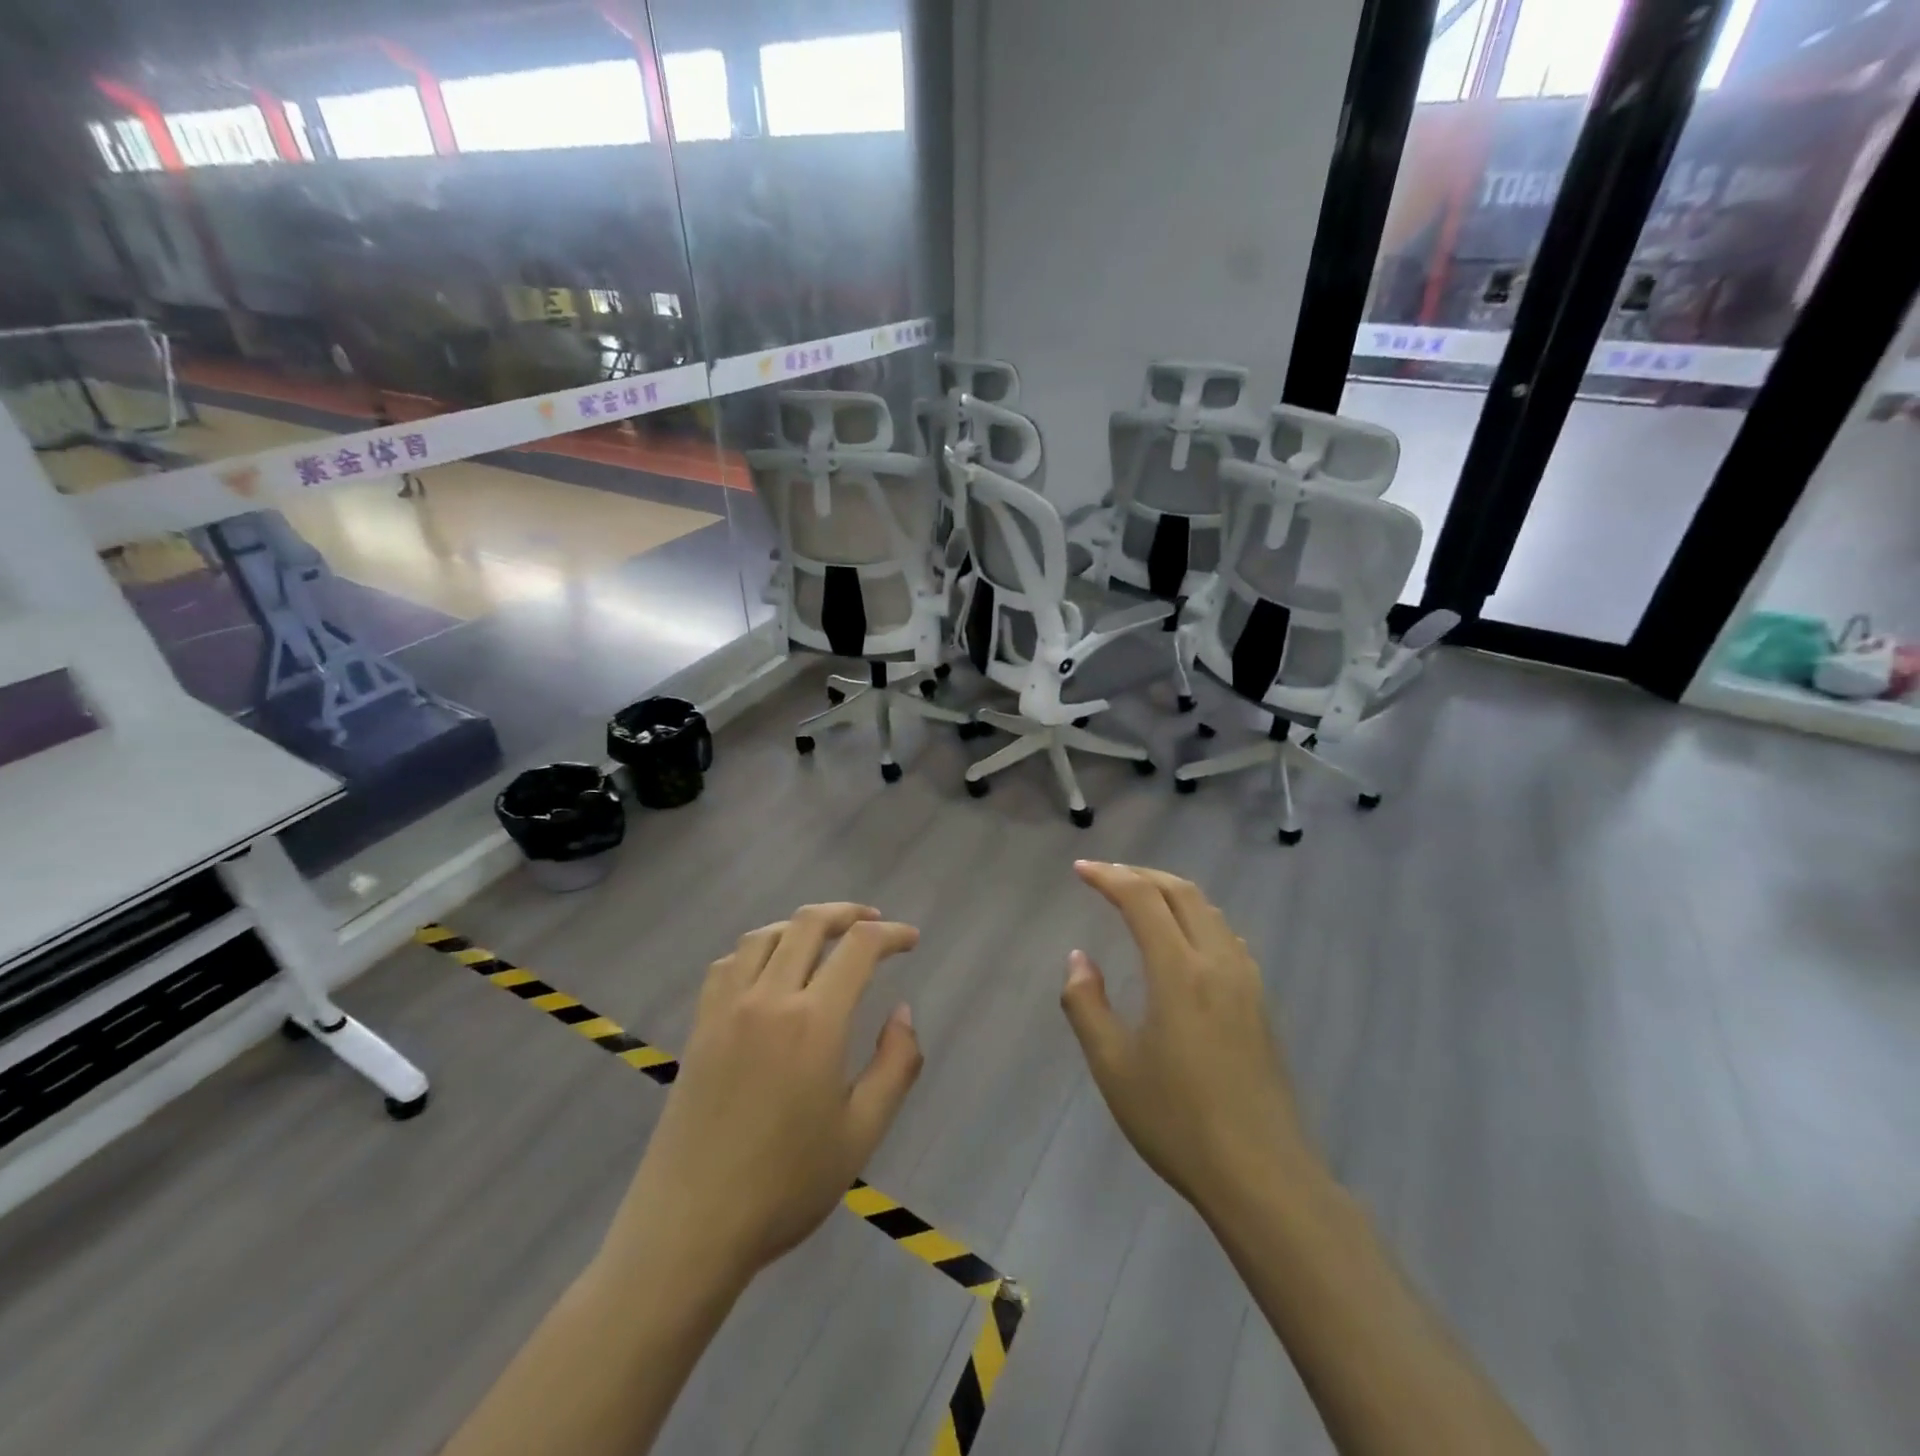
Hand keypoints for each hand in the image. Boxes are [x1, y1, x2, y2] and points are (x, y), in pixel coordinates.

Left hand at [607, 903, 922, 1286]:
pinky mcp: (700, 1027)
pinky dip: (756, 949)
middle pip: (808, 924)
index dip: (890, 934)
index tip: (910, 940)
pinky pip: (727, 963)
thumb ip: (896, 1064)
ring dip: (800, 925)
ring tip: (824, 938)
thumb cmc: (786, 1185)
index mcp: (814, 1021)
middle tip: (874, 923)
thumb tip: (902, 1012)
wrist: (691, 1227)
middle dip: (847, 913)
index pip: (858, 948)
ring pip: (764, 936)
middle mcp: (768, 998)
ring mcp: (726, 1009)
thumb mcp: (862, 1132)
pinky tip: (767, 969)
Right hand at [1062, 862, 1317, 1222]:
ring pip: (1209, 910)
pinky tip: (1184, 939)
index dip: (1108, 877)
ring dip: (1171, 891)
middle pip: (1181, 892)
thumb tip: (1079, 958)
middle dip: (1141, 874)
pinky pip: (1225, 935)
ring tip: (1140, 897)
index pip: (1142, 899)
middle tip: (1106, 875)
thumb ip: (1086, 1004)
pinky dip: (1196, 916)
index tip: (1080, 870)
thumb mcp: (1113, 1066)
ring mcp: (1245, 981)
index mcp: (1178, 971)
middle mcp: (1216, 962)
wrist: (1261, 1175)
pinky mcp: (1260, 1002)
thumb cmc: (1177, 1121)